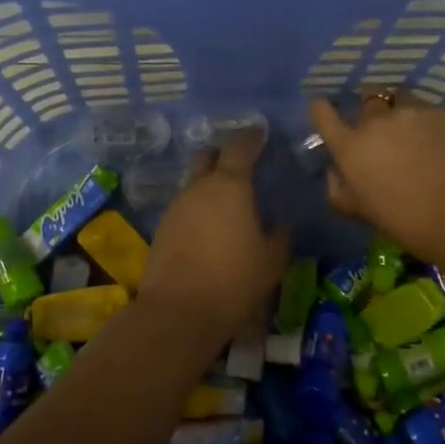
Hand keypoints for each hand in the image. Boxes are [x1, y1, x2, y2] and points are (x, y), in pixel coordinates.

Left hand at [138, 129, 288, 343]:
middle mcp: (199, 187)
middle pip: (208, 157)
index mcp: (230, 186)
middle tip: (240, 165)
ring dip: (209, 186)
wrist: (179, 310)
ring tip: (227, 205)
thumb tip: (282, 225)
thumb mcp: (271, 261)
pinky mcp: (162, 227)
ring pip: (194, 183)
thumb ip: (280, 237)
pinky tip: (208, 229)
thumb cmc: (234, 280)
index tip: (260, 133)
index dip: (251, 138)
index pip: (240, 148)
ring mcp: (176, 206)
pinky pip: (184, 207)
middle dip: (222, 156)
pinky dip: (198, 209)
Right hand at [309, 95, 444, 262]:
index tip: (326, 111)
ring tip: (412, 131)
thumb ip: (339, 189)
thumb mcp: (359, 211)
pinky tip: (439, 141)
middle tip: (383, 135)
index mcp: (350, 146)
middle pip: (366, 102)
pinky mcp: (441, 112)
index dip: (322, 110)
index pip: (323, 113)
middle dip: (371, 114)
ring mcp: (410, 112)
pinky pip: (427, 110)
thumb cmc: (404, 220)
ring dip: (399, 111)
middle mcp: (375, 121)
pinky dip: (427, 121)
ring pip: (398, 100)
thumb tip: (335, 171)